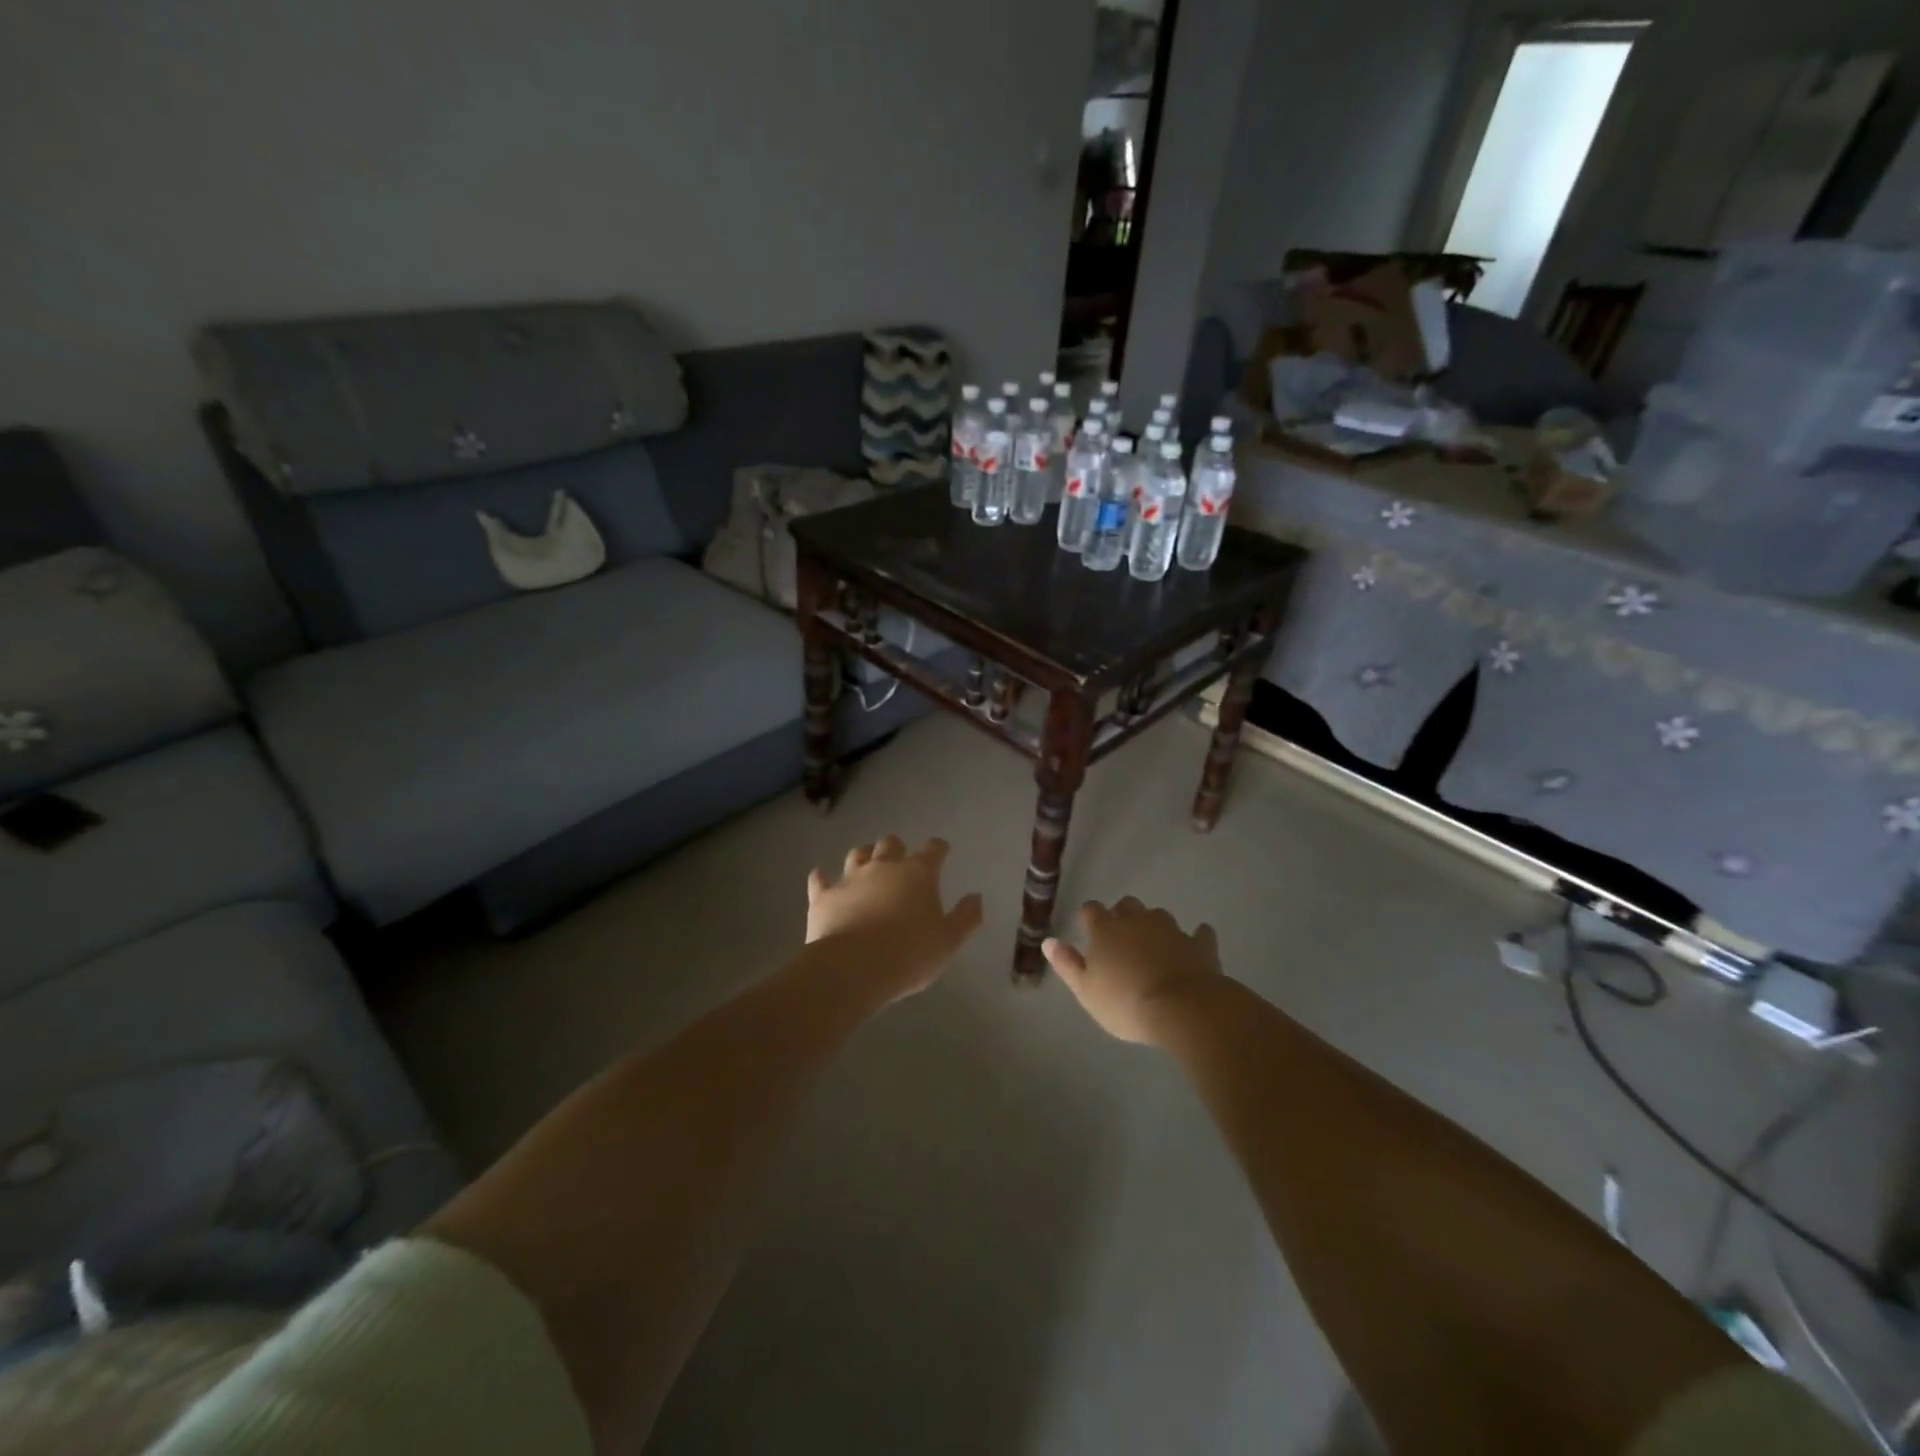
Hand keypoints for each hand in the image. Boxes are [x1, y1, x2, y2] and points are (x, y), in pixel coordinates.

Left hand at [806, 836, 984, 1000]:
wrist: (853, 968)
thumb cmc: (909, 955)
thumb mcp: (948, 942)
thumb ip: (966, 918)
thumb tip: (976, 897)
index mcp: (918, 874)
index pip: (933, 849)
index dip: (938, 848)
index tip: (942, 851)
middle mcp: (883, 867)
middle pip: (890, 844)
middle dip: (897, 849)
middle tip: (900, 862)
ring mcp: (850, 878)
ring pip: (857, 854)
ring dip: (863, 857)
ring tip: (866, 866)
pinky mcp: (824, 896)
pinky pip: (820, 879)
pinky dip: (823, 878)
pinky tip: (822, 879)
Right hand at [1043, 897, 1221, 1044]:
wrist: (1182, 1008)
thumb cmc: (1125, 1002)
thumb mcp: (1086, 991)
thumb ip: (1067, 964)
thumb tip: (1048, 941)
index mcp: (1106, 930)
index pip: (1091, 910)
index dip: (1090, 917)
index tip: (1089, 929)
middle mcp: (1137, 921)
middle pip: (1127, 905)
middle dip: (1123, 914)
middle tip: (1121, 937)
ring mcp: (1171, 929)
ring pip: (1159, 915)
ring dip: (1154, 925)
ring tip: (1154, 945)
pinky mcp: (1199, 944)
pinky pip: (1199, 933)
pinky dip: (1195, 938)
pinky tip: (1196, 945)